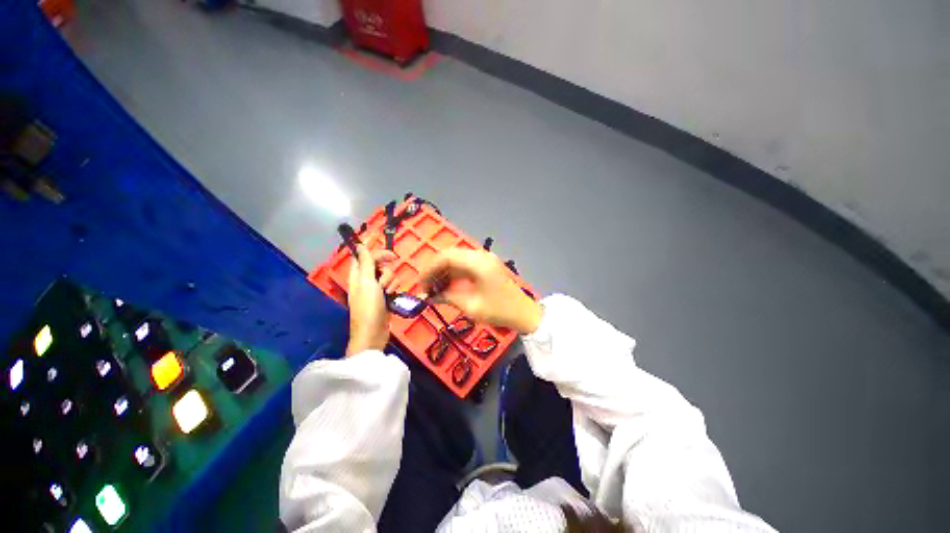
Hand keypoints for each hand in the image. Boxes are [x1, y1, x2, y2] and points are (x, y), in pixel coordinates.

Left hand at [346, 237, 397, 356]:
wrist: (373, 332)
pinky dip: (394, 287)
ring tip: (387, 290)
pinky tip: (393, 295)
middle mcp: (366, 279)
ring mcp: (376, 288)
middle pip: (377, 262)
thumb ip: (366, 263)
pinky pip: (393, 284)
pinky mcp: (385, 296)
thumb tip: (360, 245)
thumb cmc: (368, 306)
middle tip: (394, 258)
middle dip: (385, 261)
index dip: (368, 244)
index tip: (377, 234)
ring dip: (390, 278)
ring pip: (388, 273)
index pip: (362, 254)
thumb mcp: (367, 282)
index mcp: (357, 274)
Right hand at [418, 249, 542, 334]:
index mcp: (477, 263)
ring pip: (456, 260)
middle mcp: (480, 256)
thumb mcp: (471, 306)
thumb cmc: (499, 311)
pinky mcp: (486, 265)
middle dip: (434, 270)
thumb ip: (448, 297)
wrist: (524, 313)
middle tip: (425, 288)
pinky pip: (464, 265)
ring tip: (434, 290)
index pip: (446, 257)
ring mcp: (484, 259)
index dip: (429, 269)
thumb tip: (429, 296)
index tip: (421, 285)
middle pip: (450, 256)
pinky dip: (453, 274)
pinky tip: (447, 286)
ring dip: (443, 272)